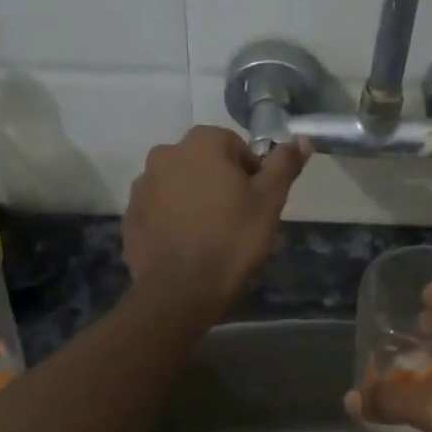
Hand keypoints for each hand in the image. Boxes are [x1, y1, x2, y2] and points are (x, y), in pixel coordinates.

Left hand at [123, 126, 308, 321]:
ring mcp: (142, 187)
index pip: (234, 145)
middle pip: (203, 163)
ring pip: (178, 185)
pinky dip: (172, 220)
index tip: (256, 201)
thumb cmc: (232, 239)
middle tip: (237, 218)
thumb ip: (284, 165)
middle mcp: (164, 155)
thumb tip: (302, 140)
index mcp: (200, 144)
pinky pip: (159, 210)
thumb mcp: (269, 201)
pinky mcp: (130, 217)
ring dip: (193, 199)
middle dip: (219, 183)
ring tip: (210, 234)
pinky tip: (187, 246)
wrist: (181, 291)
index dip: (250, 172)